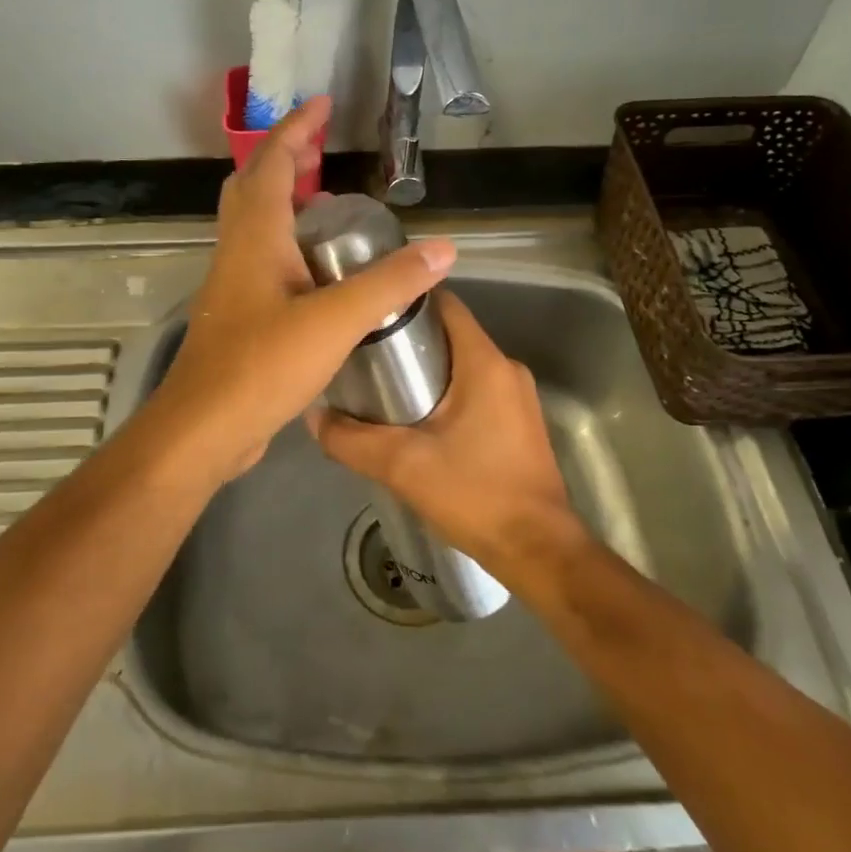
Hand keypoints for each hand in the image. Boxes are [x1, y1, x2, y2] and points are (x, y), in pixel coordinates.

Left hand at [141, 96, 455, 486]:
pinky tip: (317, 271)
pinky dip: (287, 245)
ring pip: (254, 225)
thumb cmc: (261, 367)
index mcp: (254, 238)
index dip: (295, 129)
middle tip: (323, 151)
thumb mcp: (335, 322)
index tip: (322, 104)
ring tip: (327, 201)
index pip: (270, 163)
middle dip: (285, 159)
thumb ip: (389, 284)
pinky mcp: (239, 317)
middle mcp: (237, 252)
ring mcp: (233, 286)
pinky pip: (262, 261)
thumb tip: (443, 249)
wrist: (204, 430)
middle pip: (253, 187)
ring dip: (284, 202)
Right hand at [306, 290, 586, 573]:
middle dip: (409, 342)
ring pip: (463, 366)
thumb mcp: (402, 466)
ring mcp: (518, 397)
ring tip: (382, 390)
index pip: (445, 305)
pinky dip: (447, 394)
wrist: (536, 549)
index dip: (405, 302)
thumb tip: (313, 416)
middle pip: (451, 335)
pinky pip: (477, 391)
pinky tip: (417, 422)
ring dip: (426, 371)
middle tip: (364, 358)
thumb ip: (351, 440)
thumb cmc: (474, 493)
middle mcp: (507, 369)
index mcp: (485, 363)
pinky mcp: (519, 423)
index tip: (368, 314)